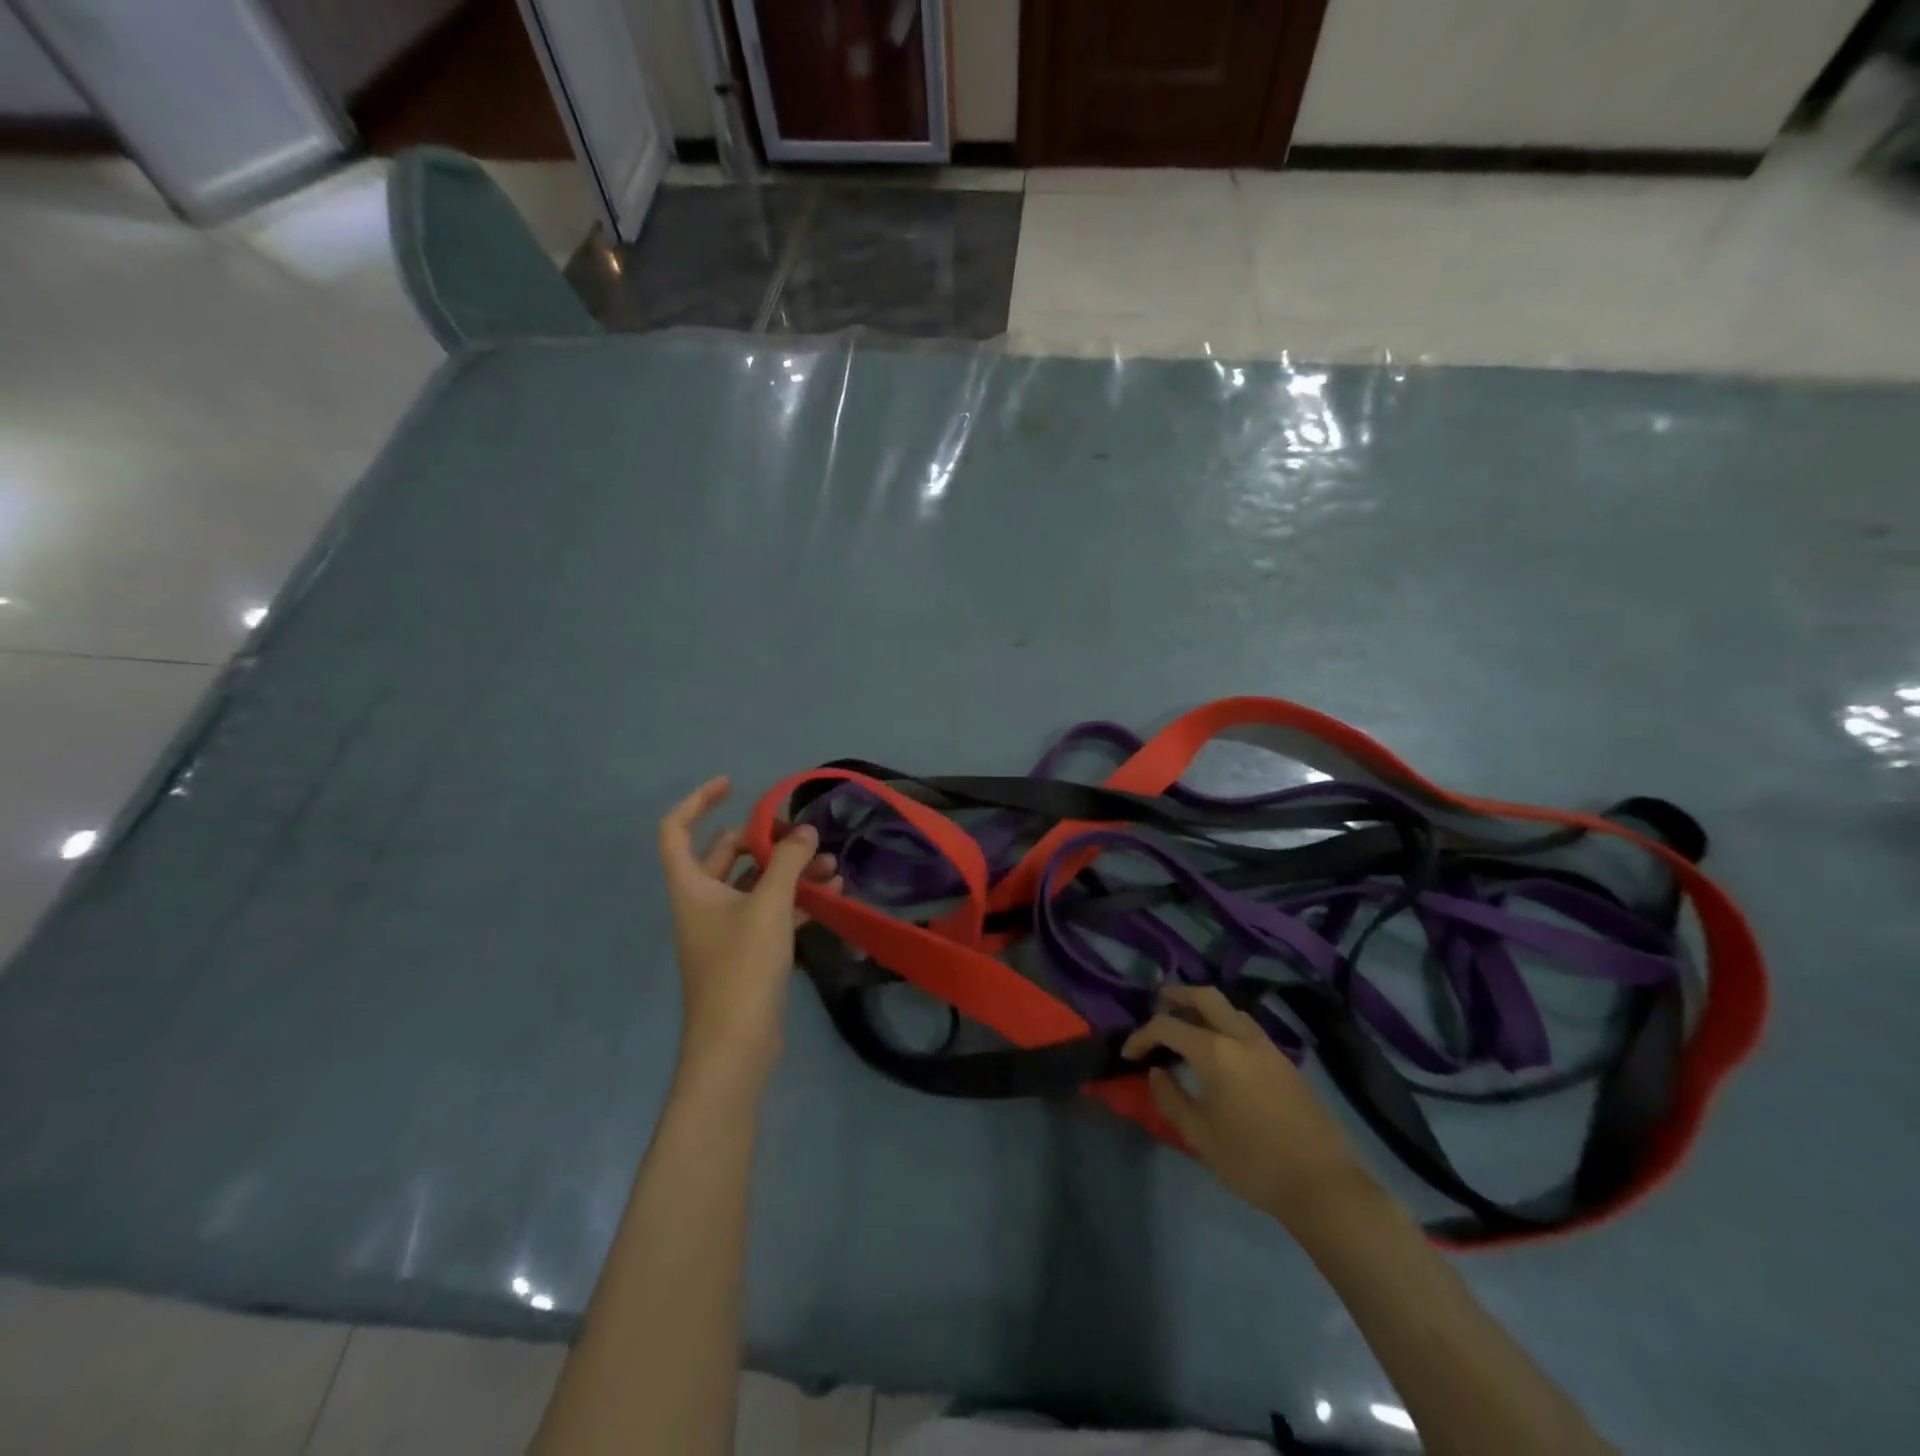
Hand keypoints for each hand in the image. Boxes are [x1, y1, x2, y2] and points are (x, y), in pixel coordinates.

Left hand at [657, 776, 840, 1101]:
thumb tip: (805, 831)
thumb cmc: (742, 968)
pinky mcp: (747, 952)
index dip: (698, 801)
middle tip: (801, 835)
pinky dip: (796, 900)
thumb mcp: (768, 907)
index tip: (733, 785)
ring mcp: (725, 929)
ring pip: (755, 884)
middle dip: (765, 840)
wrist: (736, 1046)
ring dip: (789, 871)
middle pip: (726, 854)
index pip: (676, 830)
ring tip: (833, 866)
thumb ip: (789, 863)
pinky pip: (770, 912)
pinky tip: (832, 896)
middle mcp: (703, 903)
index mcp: (692, 887)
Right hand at [1123, 985, 1375, 1231]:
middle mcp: (1241, 1038)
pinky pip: (1248, 1027)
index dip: (1142, 1036)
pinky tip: (1222, 1048)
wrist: (1322, 1184)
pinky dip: (1226, 1023)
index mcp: (1216, 1052)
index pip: (1168, 1027)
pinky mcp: (1285, 1062)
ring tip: (1188, 1022)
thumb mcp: (1200, 1136)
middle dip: (1178, 995)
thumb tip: (1157, 1073)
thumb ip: (1172, 1099)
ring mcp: (1268, 1047)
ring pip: (1231, 1009)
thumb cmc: (1253, 1161)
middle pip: (1206, 997)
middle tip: (1159, 1001)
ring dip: (1205, 1007)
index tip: (1130, 1054)